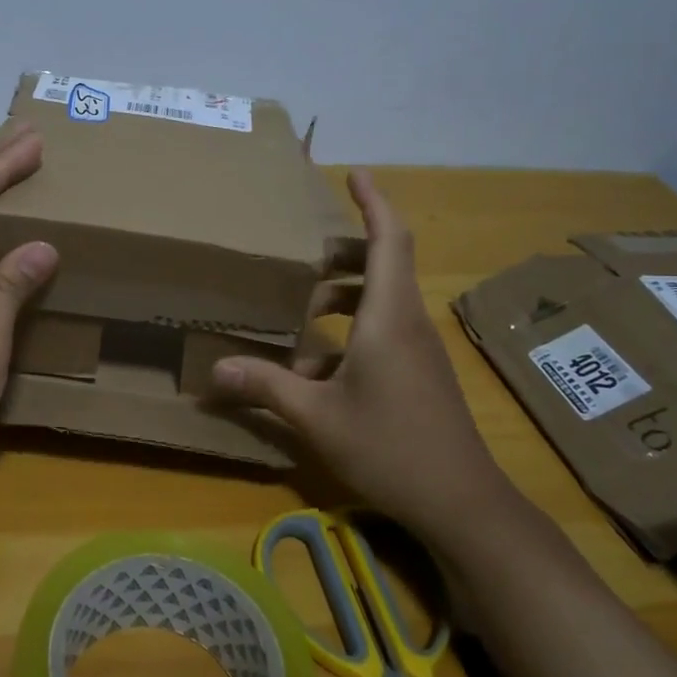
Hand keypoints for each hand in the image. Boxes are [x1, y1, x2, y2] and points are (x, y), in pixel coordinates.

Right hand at [210, 169, 524, 554]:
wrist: (461, 502)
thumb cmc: (390, 448)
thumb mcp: (317, 417)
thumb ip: (266, 387)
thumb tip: (215, 370)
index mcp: (389, 317)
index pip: (389, 240)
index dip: (374, 202)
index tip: (355, 174)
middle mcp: (408, 323)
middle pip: (385, 264)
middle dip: (346, 251)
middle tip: (304, 252)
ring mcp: (418, 350)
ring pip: (382, 301)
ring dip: (344, 294)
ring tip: (302, 305)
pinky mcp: (419, 373)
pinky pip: (383, 332)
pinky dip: (350, 333)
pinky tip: (315, 369)